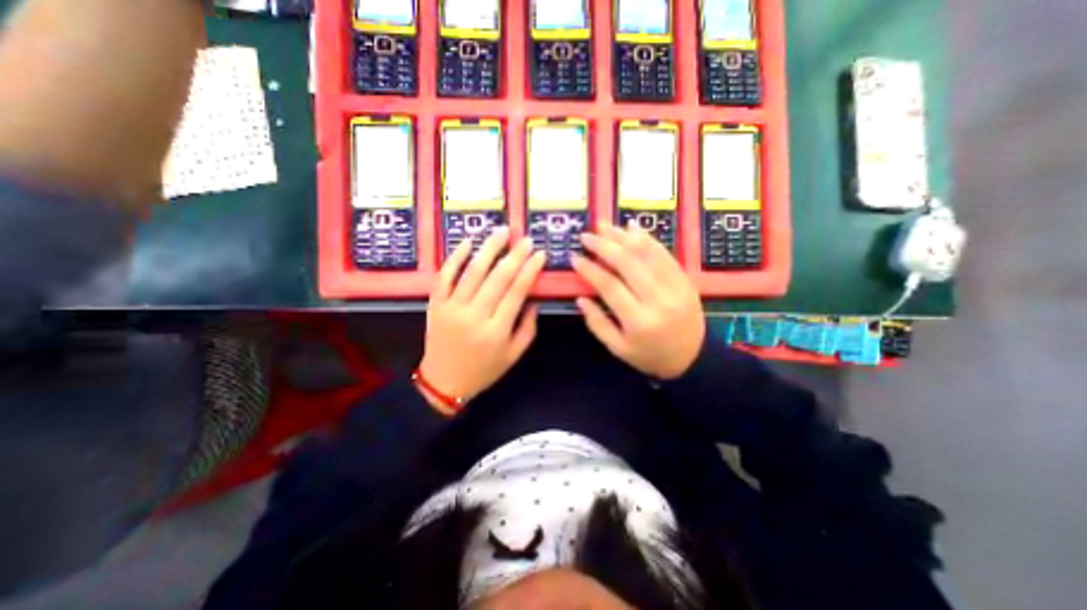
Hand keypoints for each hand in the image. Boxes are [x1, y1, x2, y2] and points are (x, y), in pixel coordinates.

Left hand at [419, 226, 546, 404]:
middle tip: (525, 238)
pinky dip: (456, 258)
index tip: (540, 254)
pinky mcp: (435, 304)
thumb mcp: (514, 355)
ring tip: (501, 231)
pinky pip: (444, 276)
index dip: (530, 270)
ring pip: (472, 272)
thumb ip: (528, 327)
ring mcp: (451, 308)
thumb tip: (533, 299)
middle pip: (497, 278)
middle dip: (514, 255)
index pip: (516, 292)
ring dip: (488, 248)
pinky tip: (468, 242)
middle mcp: (474, 316)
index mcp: (496, 331)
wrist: (443, 381)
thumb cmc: (484, 370)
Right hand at [571, 223, 705, 377]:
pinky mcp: (685, 279)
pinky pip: (664, 253)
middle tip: (586, 235)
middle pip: (628, 263)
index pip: (610, 286)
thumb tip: (580, 297)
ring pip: (647, 253)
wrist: (693, 359)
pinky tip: (632, 227)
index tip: (575, 258)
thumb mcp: (618, 349)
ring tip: (604, 225)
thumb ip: (597, 323)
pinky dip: (647, 238)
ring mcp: (676, 286)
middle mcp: (659, 299)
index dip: (590, 269)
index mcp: (639, 321)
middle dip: (604, 245)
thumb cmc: (650, 356)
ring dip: (623, 236)